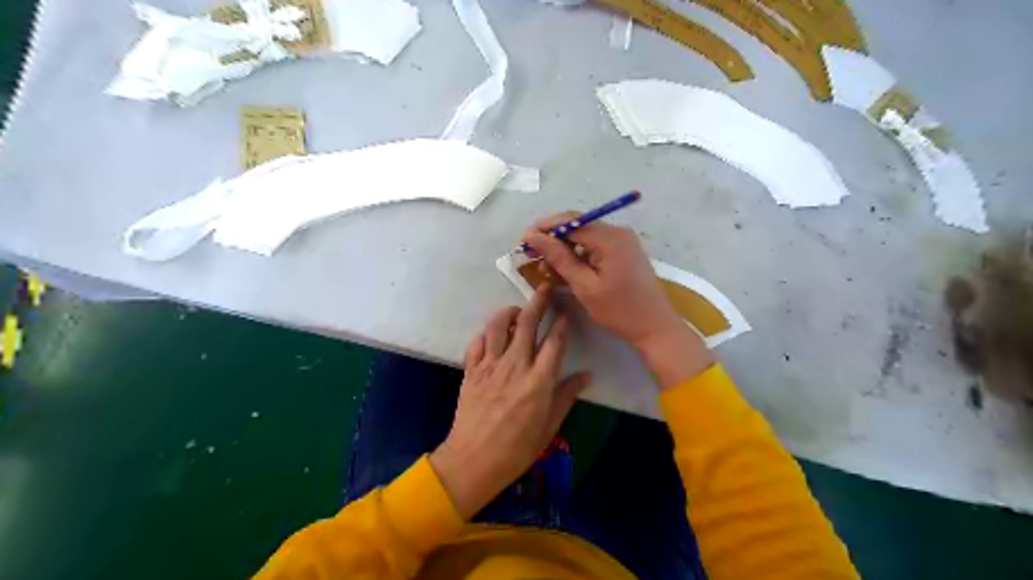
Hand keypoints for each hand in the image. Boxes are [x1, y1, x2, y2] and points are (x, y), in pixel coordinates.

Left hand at [428, 282, 588, 517]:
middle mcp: (515, 365)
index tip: (567, 311)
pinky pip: (478, 342)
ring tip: (517, 310)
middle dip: (538, 302)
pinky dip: (486, 334)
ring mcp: (490, 366)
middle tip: (545, 288)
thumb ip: (566, 396)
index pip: (555, 342)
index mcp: (539, 380)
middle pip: (527, 323)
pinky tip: (493, 336)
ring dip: (509, 312)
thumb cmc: (517, 449)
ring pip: (498, 326)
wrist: (473, 461)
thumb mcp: (549, 427)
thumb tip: (586, 375)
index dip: (562, 323)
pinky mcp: (471, 370)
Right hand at [520, 215, 716, 391]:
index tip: (523, 242)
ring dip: (565, 248)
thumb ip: (559, 258)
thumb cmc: (619, 310)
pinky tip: (567, 269)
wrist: (655, 327)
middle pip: (578, 225)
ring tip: (546, 267)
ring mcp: (623, 241)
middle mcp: (618, 232)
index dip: (544, 228)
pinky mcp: (625, 251)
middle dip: (553, 238)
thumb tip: (533, 236)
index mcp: (610, 238)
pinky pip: (596, 245)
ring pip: (585, 236)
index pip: (570, 221)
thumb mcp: (584, 286)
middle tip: (531, 255)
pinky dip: (579, 255)